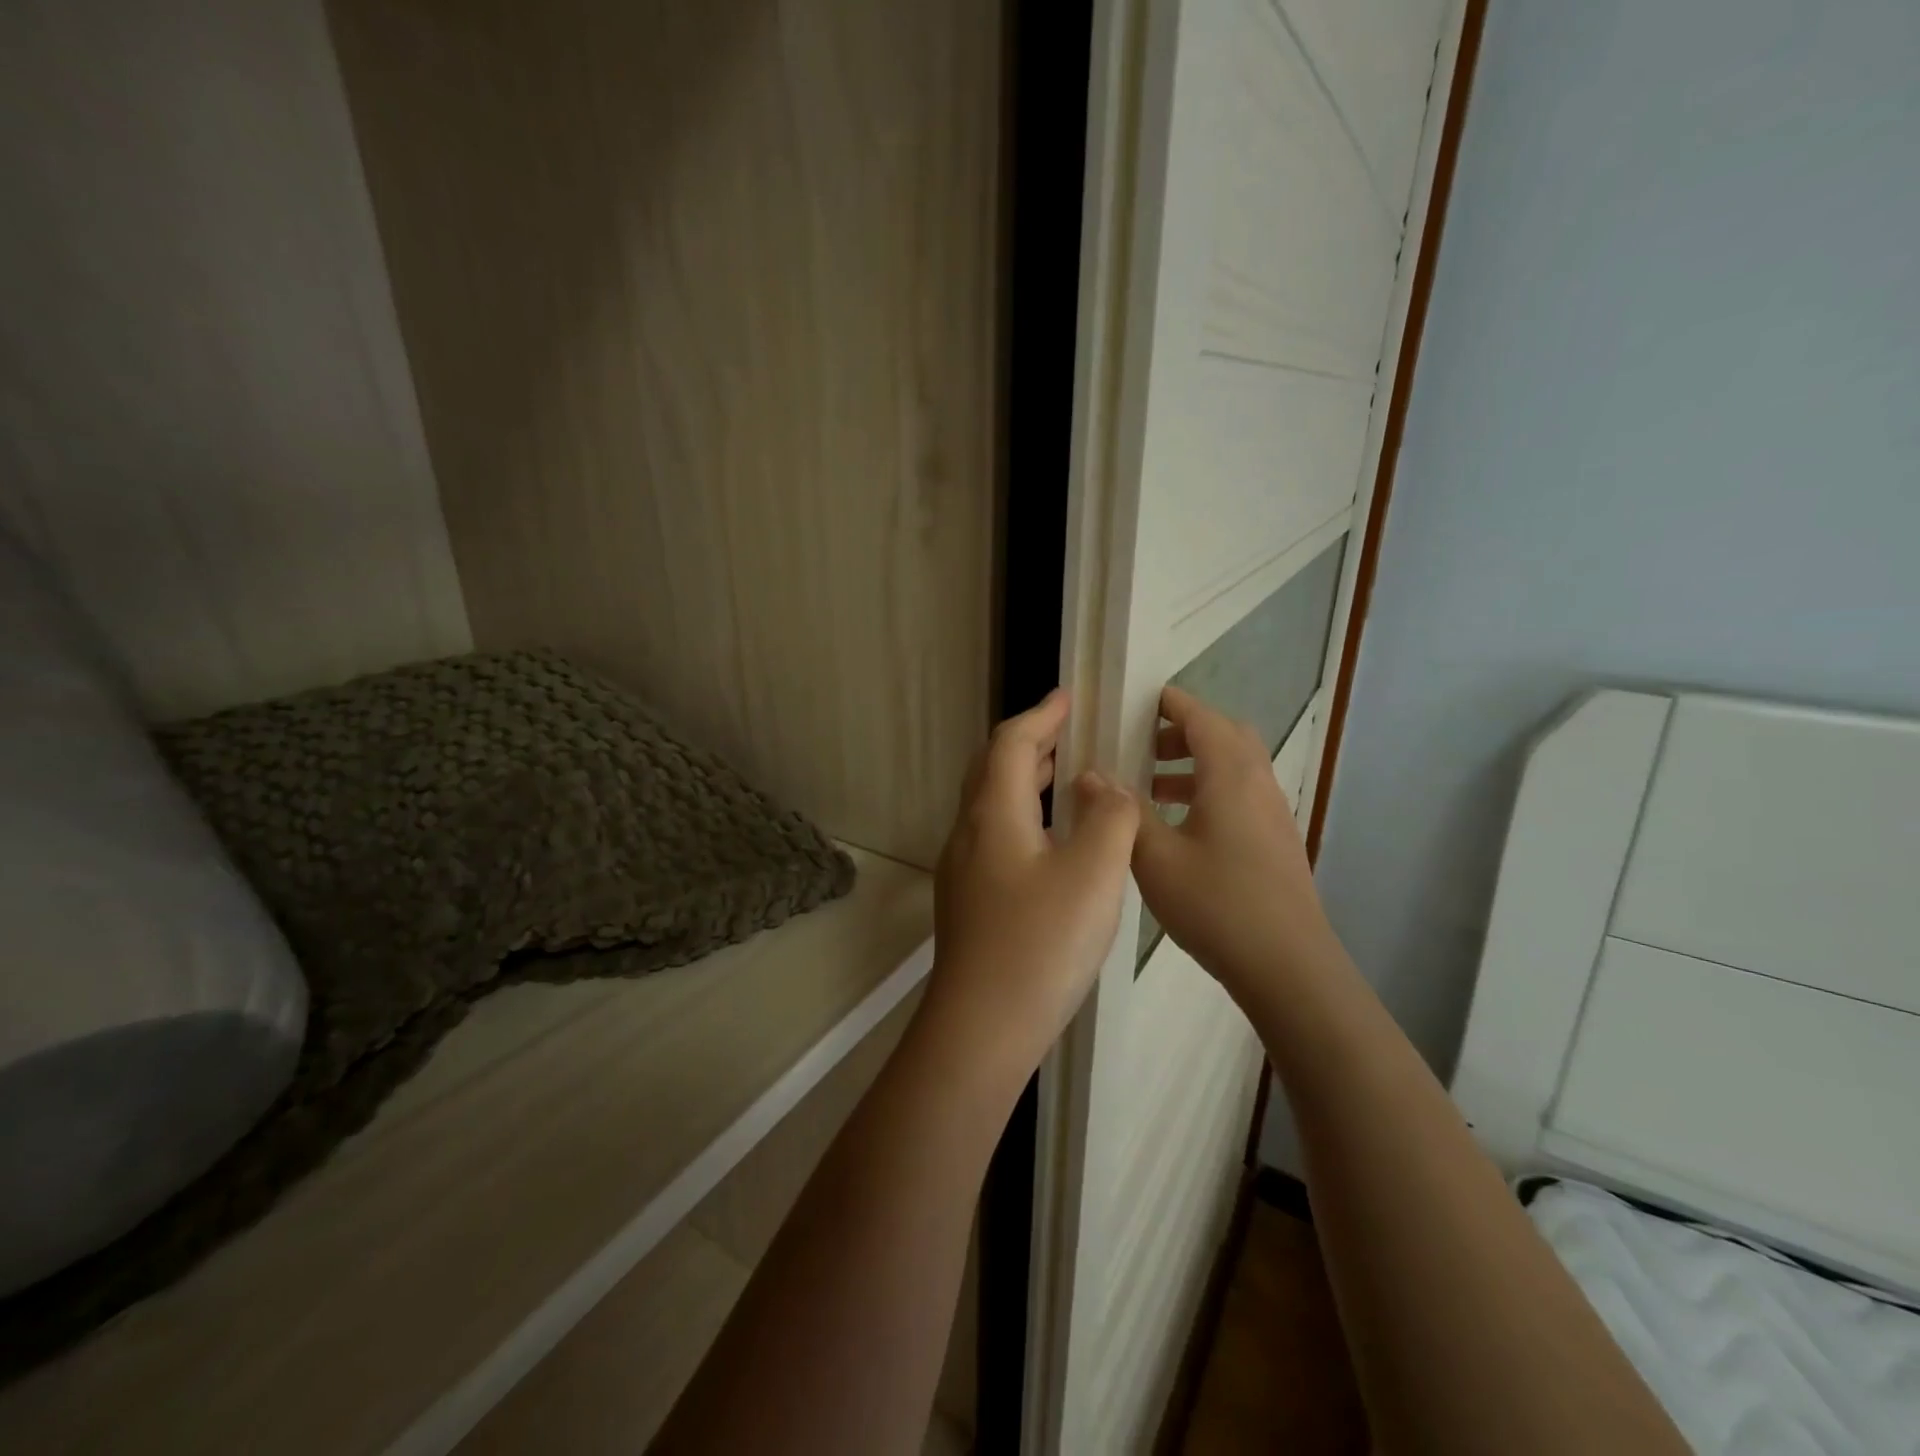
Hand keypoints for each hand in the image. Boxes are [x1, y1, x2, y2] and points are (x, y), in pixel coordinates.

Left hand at [922, 688, 1139, 1090]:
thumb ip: (1110, 818)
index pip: (1010, 744)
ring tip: (1065, 778)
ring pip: (992, 805)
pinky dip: (1024, 816)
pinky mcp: (969, 901)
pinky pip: (996, 836)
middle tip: (1069, 734)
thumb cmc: (1040, 945)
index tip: (1068, 699)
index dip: (1040, 716)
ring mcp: (963, 870)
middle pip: (992, 769)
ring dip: (1025, 781)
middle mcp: (969, 834)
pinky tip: (1052, 842)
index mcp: (993, 815)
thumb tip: (1106, 788)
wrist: (981, 1028)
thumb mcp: (1093, 874)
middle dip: (1030, 744)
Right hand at [1132, 686, 1335, 1003]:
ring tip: (1151, 789)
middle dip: (1182, 733)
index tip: (1136, 701)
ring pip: (1234, 767)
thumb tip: (1093, 774)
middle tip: (1142, 748)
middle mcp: (1258, 783)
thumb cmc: (1217, 904)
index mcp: (1230, 775)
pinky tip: (1179, 828)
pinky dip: (1209, 791)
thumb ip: (1123, 811)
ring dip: (1195, 764)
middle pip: (1224, 735)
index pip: (1200, 717)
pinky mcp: (1276, 841)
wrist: (1288, 966)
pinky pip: (1241, 794)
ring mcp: (1273, 813)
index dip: (1170, 703)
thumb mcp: (1155, 857)